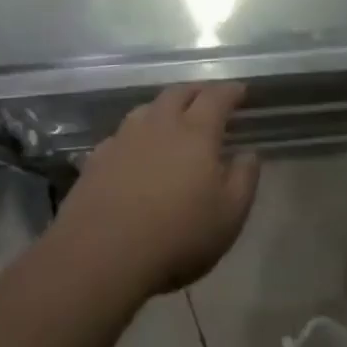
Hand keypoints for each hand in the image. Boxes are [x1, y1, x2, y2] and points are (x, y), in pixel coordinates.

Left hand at [50, 84, 259, 302]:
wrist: (102, 255)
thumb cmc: (177, 236)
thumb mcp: (229, 216)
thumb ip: (244, 179)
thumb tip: (249, 154)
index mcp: (195, 132)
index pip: (216, 98)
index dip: (230, 91)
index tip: (240, 91)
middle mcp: (159, 124)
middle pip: (178, 93)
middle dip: (196, 91)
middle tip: (207, 98)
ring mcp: (124, 138)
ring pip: (147, 108)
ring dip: (163, 107)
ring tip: (171, 119)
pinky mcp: (97, 158)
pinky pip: (121, 135)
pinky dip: (136, 135)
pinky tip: (135, 150)